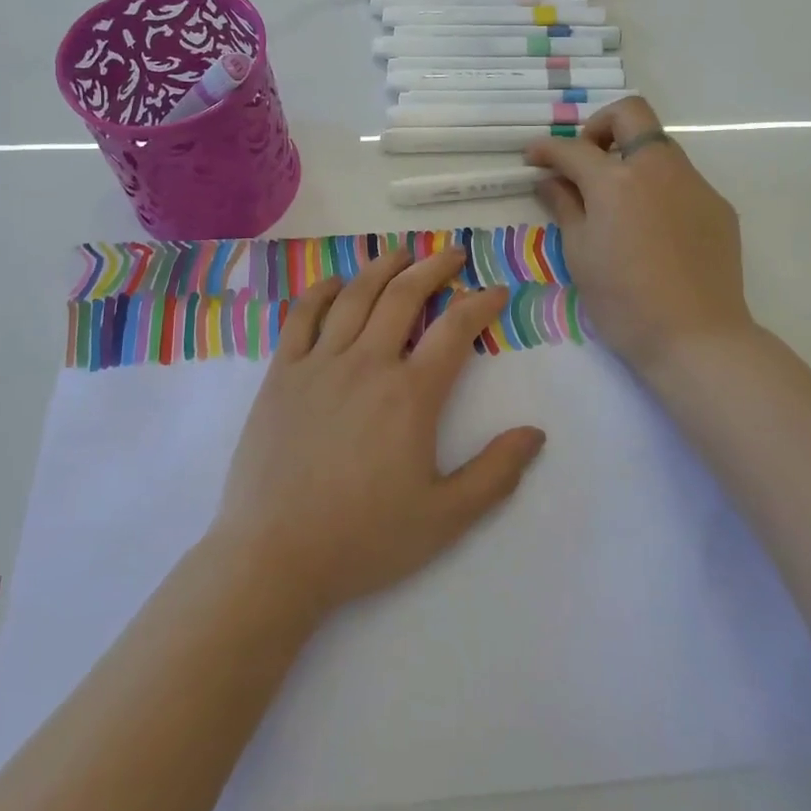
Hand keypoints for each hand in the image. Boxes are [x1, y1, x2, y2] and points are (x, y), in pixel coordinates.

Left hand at [211, 247, 546, 616]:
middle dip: (435, 268)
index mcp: (410, 395)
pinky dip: (322, 291)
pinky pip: (302, 316)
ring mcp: (320, 364)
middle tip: (454, 254)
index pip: (455, 330)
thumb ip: (495, 474)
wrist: (274, 557)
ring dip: (383, 266)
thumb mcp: (444, 519)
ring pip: (356, 296)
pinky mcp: (282, 373)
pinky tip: (338, 281)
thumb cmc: (364, 539)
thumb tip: (536, 433)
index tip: (496, 291)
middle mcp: (367, 364)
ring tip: (403, 252)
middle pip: (404, 296)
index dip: (481, 303)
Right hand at [526, 97, 753, 375]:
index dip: (547, 149)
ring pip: (659, 147)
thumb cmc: (624, 301)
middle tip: (586, 159)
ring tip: (617, 200)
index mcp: (616, 180)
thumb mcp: (580, 254)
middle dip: (600, 126)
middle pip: (631, 114)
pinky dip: (658, 188)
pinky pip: (682, 181)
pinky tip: (652, 229)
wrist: (696, 338)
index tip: (534, 158)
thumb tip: (550, 180)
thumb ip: (565, 206)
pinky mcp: (717, 206)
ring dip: (631, 157)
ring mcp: (694, 184)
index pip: (573, 148)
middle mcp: (658, 168)